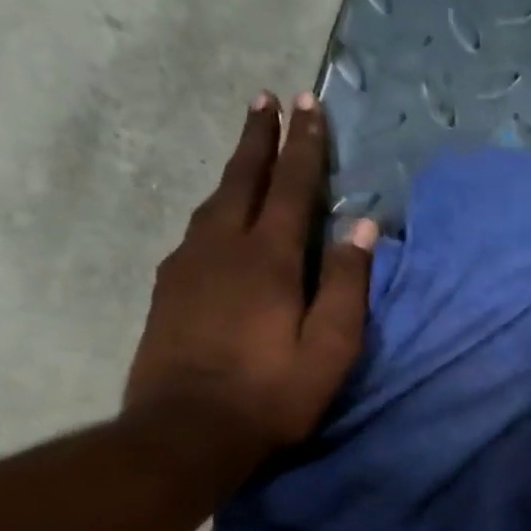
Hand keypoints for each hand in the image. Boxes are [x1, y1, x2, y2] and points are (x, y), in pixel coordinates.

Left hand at [125, 92, 376, 473]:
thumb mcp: (329, 349)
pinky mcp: (168, 289)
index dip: (304, 146)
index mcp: (270, 259)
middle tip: (265, 99)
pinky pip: (195, 232)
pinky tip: (217, 218)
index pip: (292, 188)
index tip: (308, 104)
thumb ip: (348, 286)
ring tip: (247, 150)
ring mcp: (188, 266)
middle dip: (260, 138)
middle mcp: (224, 247)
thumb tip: (363, 227)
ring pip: (214, 202)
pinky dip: (214, 209)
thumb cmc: (271, 395)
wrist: (186, 431)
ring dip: (235, 169)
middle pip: (243, 179)